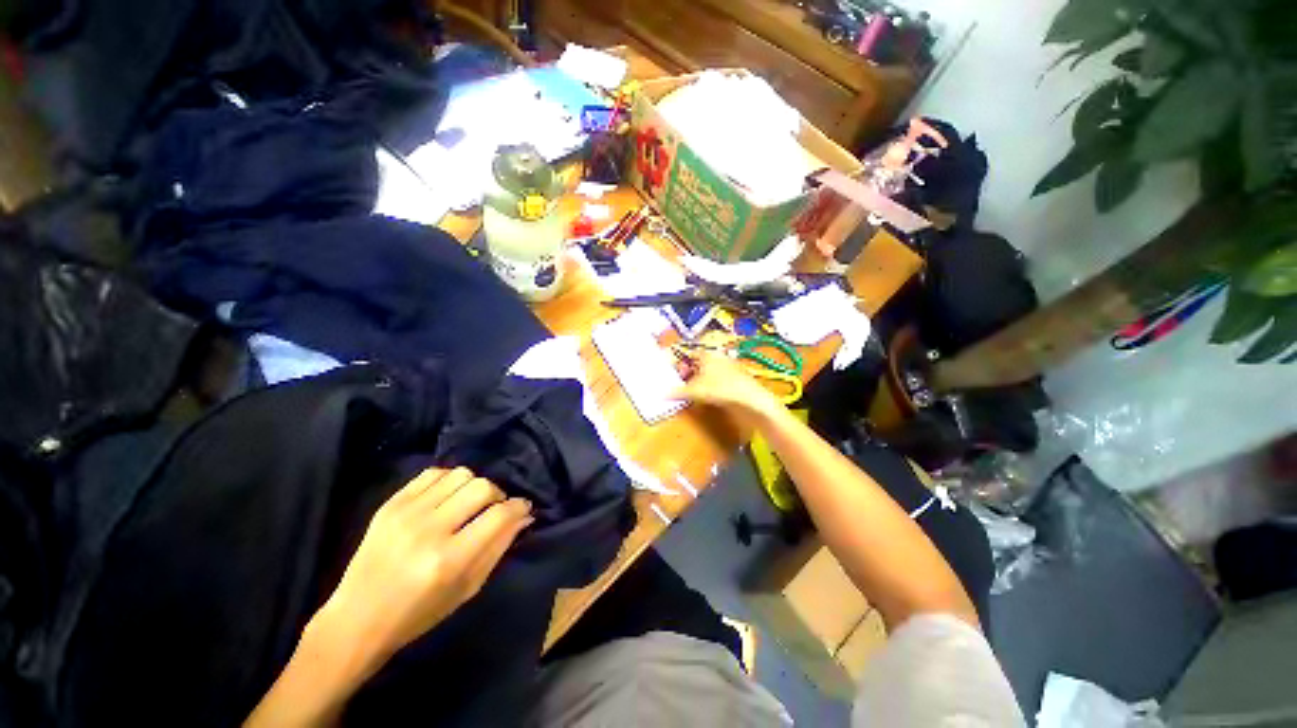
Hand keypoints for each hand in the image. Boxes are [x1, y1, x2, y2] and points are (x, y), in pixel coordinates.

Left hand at [307, 467, 532, 674]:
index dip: (519, 507)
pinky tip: (447, 497)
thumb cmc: (417, 615)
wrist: (355, 620)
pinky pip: (433, 473)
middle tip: (494, 509)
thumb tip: (524, 516)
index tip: (523, 508)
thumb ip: (498, 548)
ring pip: (460, 474)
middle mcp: (428, 530)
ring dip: (474, 486)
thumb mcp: (467, 589)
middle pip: (482, 487)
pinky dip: (449, 480)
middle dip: (498, 495)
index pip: (499, 516)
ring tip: (468, 503)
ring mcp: (405, 513)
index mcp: (448, 560)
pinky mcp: (390, 504)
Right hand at [673, 350, 782, 418]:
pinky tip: (710, 395)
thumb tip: (662, 394)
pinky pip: (719, 378)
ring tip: (695, 392)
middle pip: (698, 363)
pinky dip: (712, 384)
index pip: (688, 354)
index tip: (675, 375)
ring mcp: (729, 365)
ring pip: (709, 370)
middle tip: (682, 384)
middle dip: (689, 373)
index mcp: (706, 354)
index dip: (680, 364)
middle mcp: (718, 356)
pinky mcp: (737, 376)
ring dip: (700, 380)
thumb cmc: (720, 389)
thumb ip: (677, 392)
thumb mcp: (695, 391)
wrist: (750, 398)